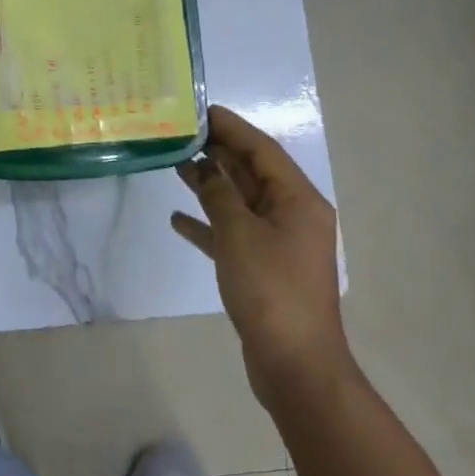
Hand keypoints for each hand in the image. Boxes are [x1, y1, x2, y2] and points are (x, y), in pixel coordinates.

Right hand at [171, 105, 348, 397]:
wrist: (294, 365)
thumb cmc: (270, 290)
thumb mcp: (239, 234)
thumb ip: (218, 194)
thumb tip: (203, 167)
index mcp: (298, 201)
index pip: (262, 150)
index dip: (232, 128)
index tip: (201, 110)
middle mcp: (293, 215)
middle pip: (252, 173)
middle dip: (218, 153)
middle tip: (181, 134)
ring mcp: (279, 243)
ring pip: (240, 202)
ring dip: (210, 185)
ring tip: (175, 165)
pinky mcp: (263, 268)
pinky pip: (233, 234)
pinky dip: (208, 224)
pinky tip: (179, 220)